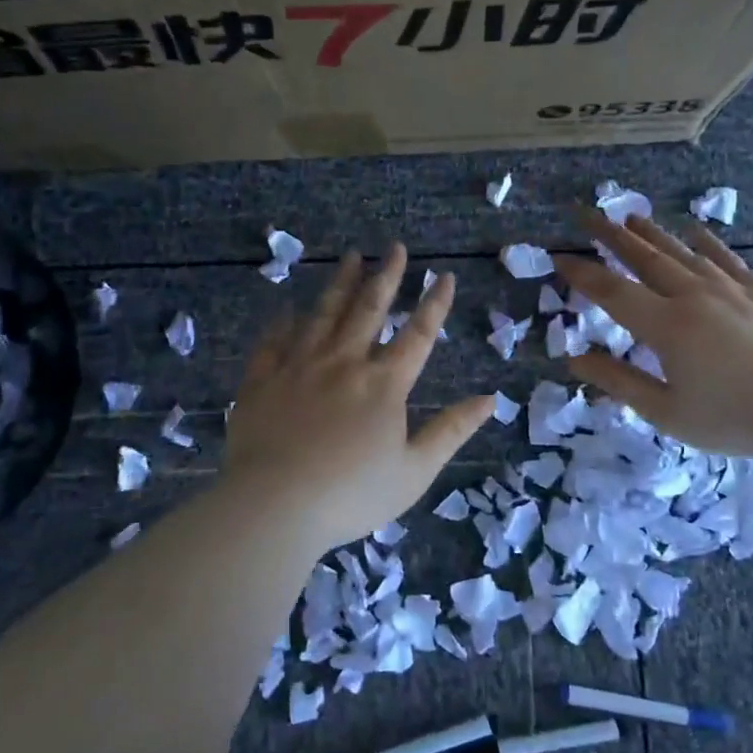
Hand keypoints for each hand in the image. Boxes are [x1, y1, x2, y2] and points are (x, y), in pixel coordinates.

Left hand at [223, 244, 492, 551]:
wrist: (275, 504)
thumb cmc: (352, 494)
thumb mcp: (415, 471)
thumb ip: (451, 430)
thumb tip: (490, 399)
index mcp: (383, 384)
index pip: (417, 335)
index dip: (434, 304)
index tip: (444, 276)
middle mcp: (344, 363)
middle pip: (368, 310)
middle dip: (386, 276)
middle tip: (394, 248)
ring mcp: (299, 367)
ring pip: (322, 314)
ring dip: (339, 283)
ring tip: (349, 256)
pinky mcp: (262, 380)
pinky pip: (273, 341)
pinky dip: (282, 321)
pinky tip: (287, 307)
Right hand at [554, 213, 752, 459]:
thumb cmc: (733, 418)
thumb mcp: (666, 412)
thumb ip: (619, 382)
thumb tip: (575, 360)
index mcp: (665, 325)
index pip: (612, 291)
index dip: (582, 273)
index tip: (558, 256)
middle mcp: (693, 296)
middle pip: (644, 258)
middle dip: (611, 235)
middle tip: (587, 213)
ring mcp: (731, 290)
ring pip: (683, 252)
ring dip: (653, 233)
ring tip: (630, 217)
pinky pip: (729, 260)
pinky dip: (708, 243)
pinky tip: (697, 231)